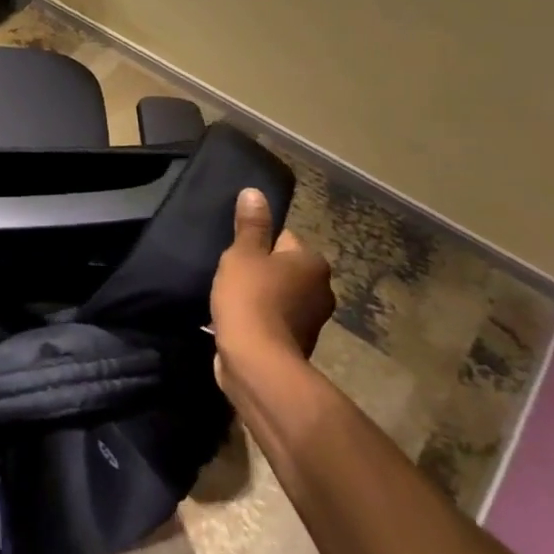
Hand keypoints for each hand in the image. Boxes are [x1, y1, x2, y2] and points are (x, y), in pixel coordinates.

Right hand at [210, 188, 335, 388]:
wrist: (256, 361)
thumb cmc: (250, 298)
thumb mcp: (243, 254)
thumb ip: (250, 225)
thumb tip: (255, 192)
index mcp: (313, 263)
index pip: (284, 239)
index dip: (257, 245)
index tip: (237, 257)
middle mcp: (322, 290)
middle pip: (284, 269)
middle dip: (261, 272)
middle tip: (232, 277)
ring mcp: (313, 321)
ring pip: (280, 296)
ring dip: (261, 298)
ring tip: (232, 302)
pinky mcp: (297, 345)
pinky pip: (275, 321)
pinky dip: (260, 320)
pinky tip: (239, 323)